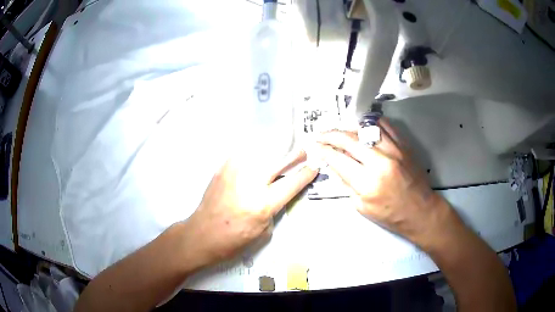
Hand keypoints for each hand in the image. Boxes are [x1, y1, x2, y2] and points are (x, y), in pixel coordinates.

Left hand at [182, 150, 317, 266]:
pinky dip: (256, 153)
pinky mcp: (223, 167)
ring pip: (263, 150)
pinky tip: (258, 157)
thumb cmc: (233, 240)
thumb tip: (281, 188)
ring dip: (276, 150)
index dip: (307, 173)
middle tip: (303, 152)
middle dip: (295, 154)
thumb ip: (275, 207)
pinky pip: (245, 153)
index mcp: (263, 204)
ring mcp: (235, 171)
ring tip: (282, 150)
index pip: (293, 182)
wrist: (201, 234)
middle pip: (280, 159)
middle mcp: (250, 182)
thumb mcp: (263, 231)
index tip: (315, 166)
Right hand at [317, 119, 457, 249]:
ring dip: (349, 127)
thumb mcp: (362, 207)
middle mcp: (380, 162)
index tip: (315, 146)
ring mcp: (394, 150)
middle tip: (320, 134)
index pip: (338, 159)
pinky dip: (371, 123)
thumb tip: (332, 165)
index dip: (324, 150)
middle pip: (349, 139)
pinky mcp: (404, 145)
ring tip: (341, 131)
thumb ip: (346, 184)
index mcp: (367, 183)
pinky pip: (385, 125)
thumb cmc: (390, 215)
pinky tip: (363, 127)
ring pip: (366, 128)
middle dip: (330, 135)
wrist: (420, 211)